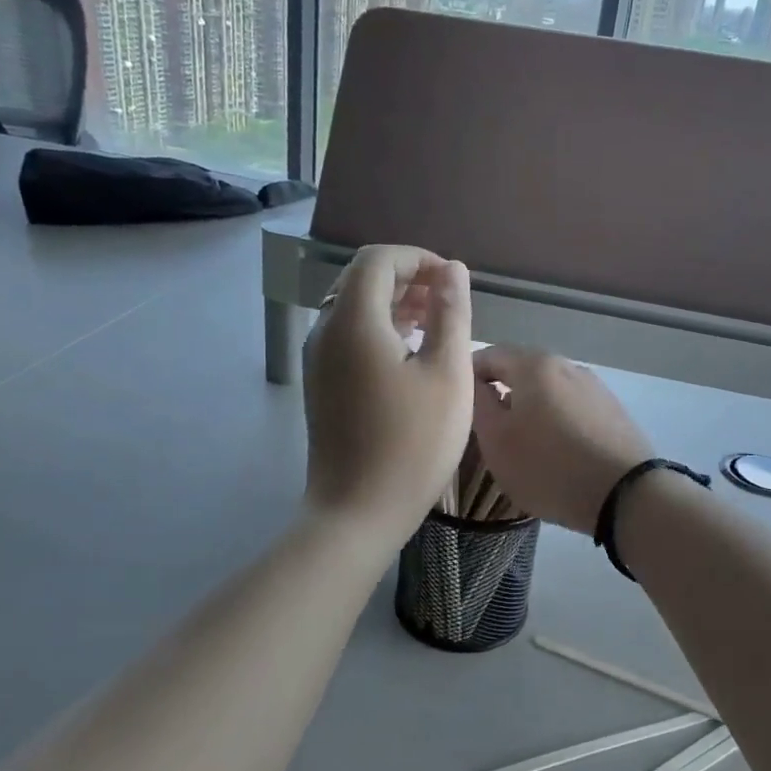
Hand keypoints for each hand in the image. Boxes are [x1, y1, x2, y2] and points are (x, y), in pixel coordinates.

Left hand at [302, 246, 473, 539]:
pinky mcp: (321, 384)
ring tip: (436, 325)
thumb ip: (451, 313)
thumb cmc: (413, 443)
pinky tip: (412, 354)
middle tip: (447, 302)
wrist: (357, 512)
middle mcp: (325, 330)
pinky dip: (380, 330)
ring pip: (354, 308)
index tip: (451, 281)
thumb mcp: (447, 373)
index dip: (417, 259)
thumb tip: (451, 270)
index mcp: (354, 320)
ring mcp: (318, 359)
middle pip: (362, 280)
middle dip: (406, 279)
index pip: (378, 259)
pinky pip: (348, 336)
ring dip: (394, 305)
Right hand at [470, 348, 653, 534]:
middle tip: (484, 426)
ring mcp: (593, 387)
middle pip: (521, 370)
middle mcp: (566, 365)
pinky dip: (555, 419)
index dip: (467, 375)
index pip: (488, 355)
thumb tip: (475, 383)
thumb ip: (479, 404)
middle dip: (499, 391)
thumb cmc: (549, 467)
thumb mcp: (497, 440)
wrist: (626, 495)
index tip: (456, 403)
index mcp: (534, 364)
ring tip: (520, 440)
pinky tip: (554, 449)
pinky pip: (571, 407)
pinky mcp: (611, 411)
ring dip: (529, 407)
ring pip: (548, 389)